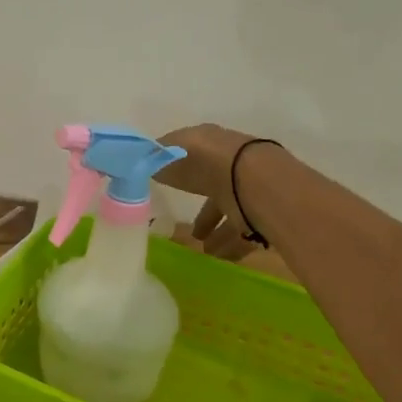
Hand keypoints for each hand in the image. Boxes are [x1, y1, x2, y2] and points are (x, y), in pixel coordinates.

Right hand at [158, 123, 263, 261]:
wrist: (252, 182)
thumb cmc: (205, 162)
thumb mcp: (168, 154)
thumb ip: (154, 160)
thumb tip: (141, 163)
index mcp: (211, 145)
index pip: (192, 156)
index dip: (178, 169)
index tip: (165, 183)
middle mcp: (231, 166)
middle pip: (213, 187)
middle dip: (200, 206)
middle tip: (184, 223)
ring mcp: (248, 191)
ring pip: (229, 213)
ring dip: (215, 232)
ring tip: (201, 248)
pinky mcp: (261, 216)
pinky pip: (242, 235)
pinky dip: (229, 246)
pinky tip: (216, 257)